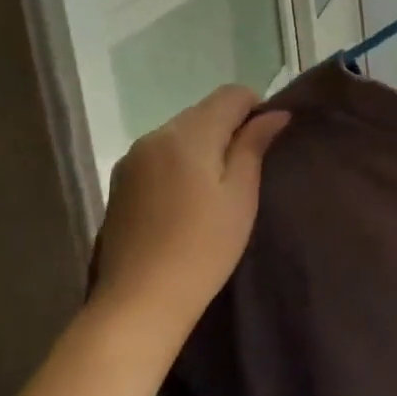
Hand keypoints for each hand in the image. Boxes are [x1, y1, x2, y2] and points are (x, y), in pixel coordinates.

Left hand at [93, 86, 289, 329]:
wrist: (140, 301)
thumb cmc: (204, 247)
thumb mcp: (241, 195)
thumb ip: (254, 146)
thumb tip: (274, 113)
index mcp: (188, 134)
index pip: (231, 95)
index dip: (256, 108)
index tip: (268, 141)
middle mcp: (156, 135)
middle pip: (203, 111)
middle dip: (230, 127)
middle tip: (249, 168)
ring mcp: (133, 158)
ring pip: (182, 131)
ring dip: (205, 144)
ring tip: (220, 185)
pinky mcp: (122, 181)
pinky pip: (161, 153)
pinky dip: (182, 161)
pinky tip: (189, 197)